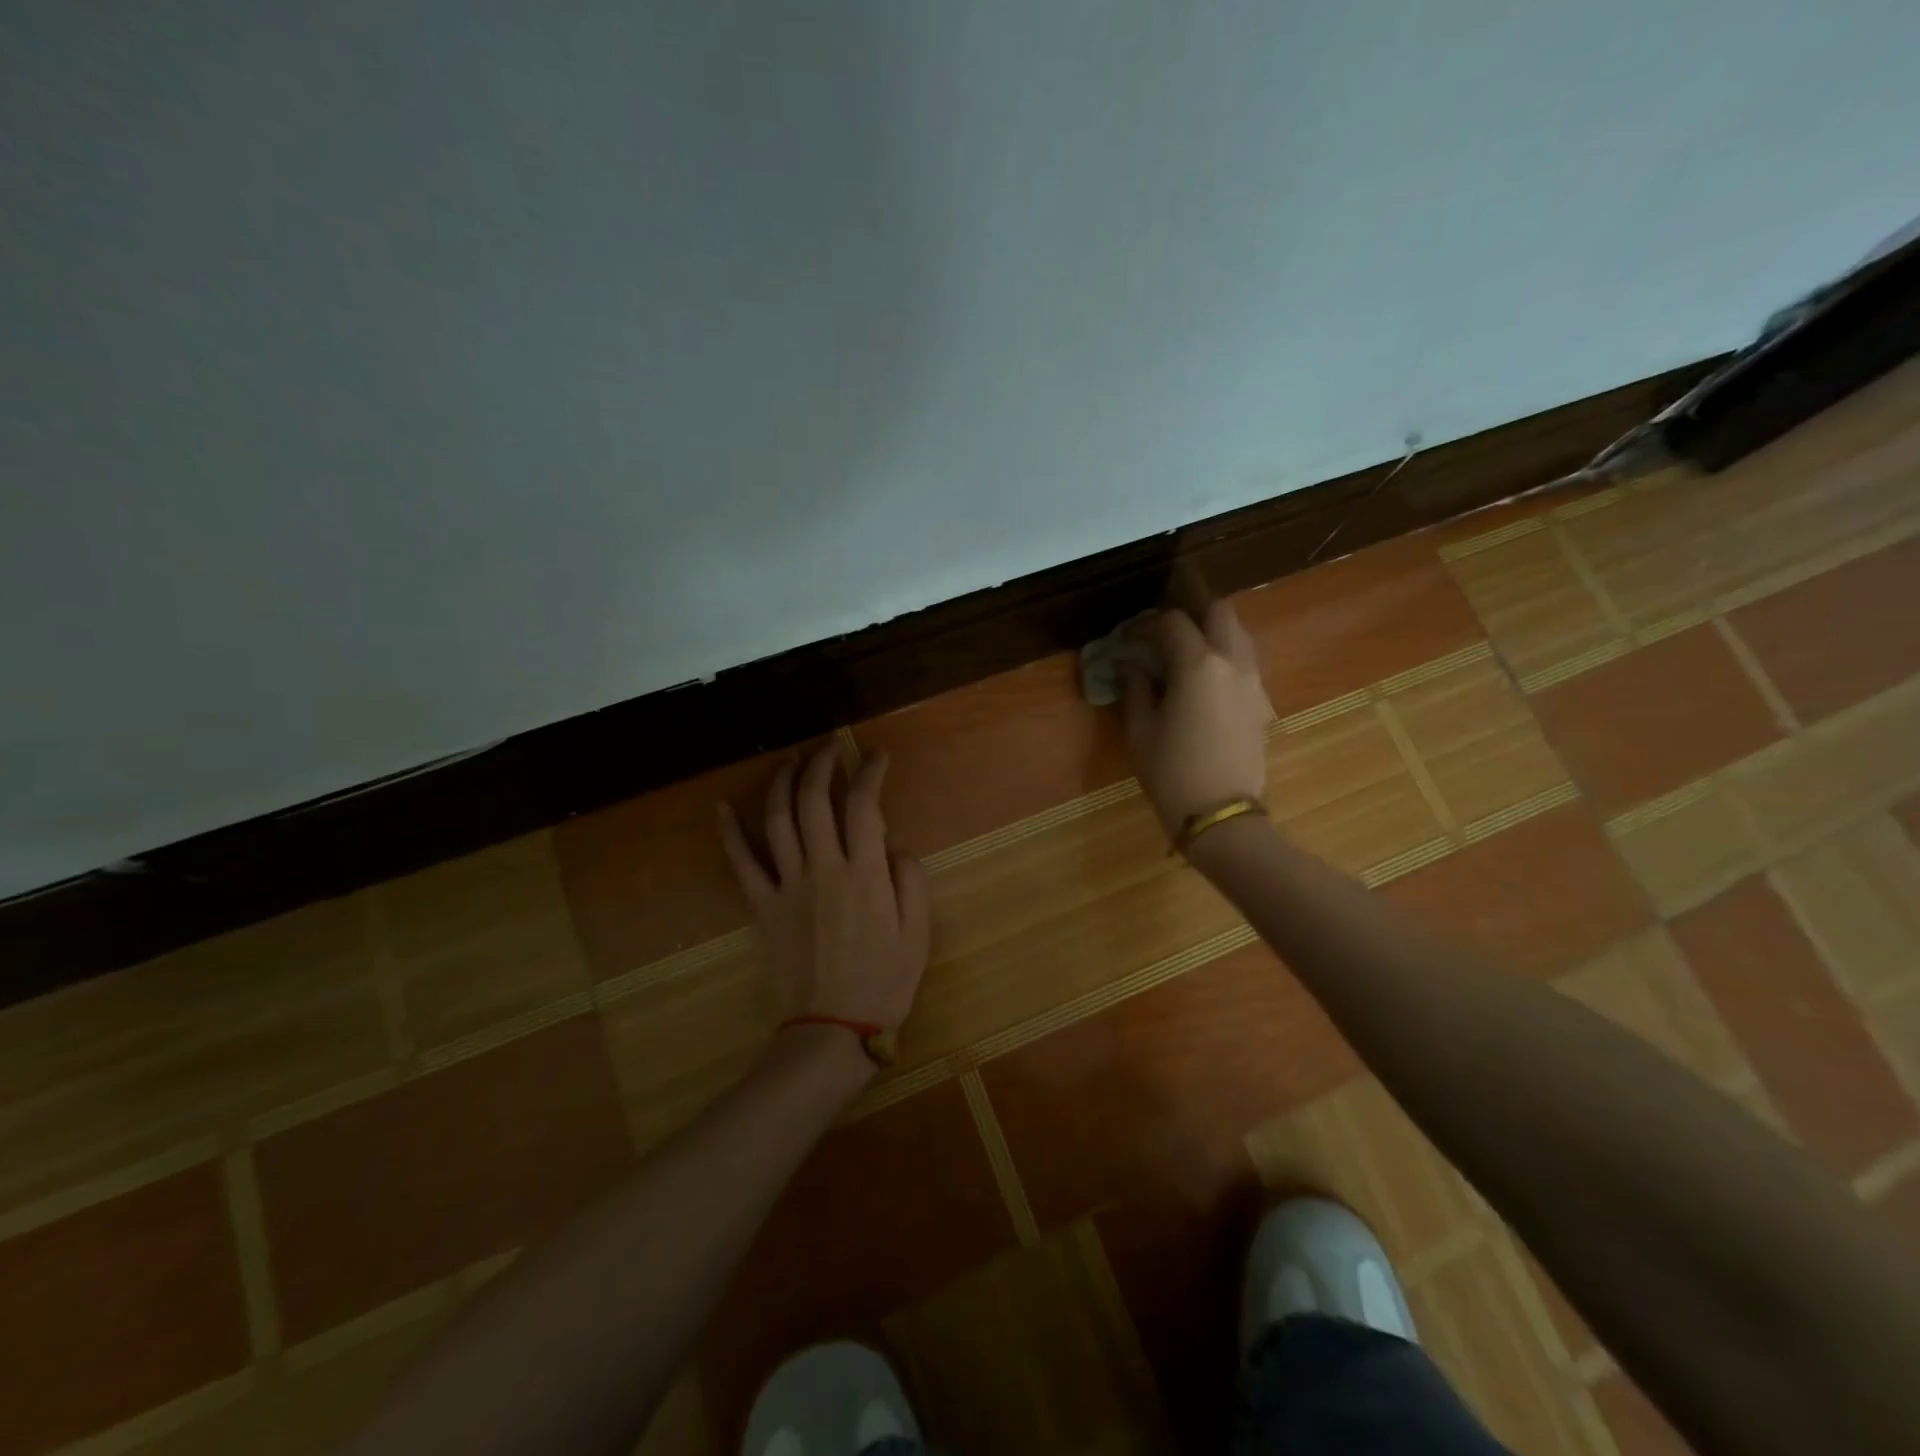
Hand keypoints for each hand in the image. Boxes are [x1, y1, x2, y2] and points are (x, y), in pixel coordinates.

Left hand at [718, 745, 931, 1032]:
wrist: (832, 1029)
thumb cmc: (884, 981)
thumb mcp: (919, 931)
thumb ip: (910, 878)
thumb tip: (892, 843)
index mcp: (865, 873)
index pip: (864, 804)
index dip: (869, 771)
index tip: (875, 755)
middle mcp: (823, 868)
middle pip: (814, 800)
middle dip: (822, 764)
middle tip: (831, 748)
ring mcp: (787, 885)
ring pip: (777, 819)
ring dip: (782, 782)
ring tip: (791, 761)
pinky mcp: (763, 906)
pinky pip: (741, 862)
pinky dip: (729, 832)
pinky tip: (723, 806)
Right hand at [1120, 602, 1273, 837]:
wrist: (1221, 814)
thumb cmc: (1171, 772)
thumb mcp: (1141, 729)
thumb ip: (1135, 686)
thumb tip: (1128, 662)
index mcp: (1198, 665)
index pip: (1172, 623)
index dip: (1144, 624)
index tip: (1125, 638)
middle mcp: (1232, 662)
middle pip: (1219, 612)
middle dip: (1190, 610)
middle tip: (1163, 628)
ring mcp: (1254, 682)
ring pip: (1238, 634)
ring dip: (1211, 631)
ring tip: (1184, 649)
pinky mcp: (1262, 703)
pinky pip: (1246, 662)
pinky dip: (1224, 656)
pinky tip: (1204, 679)